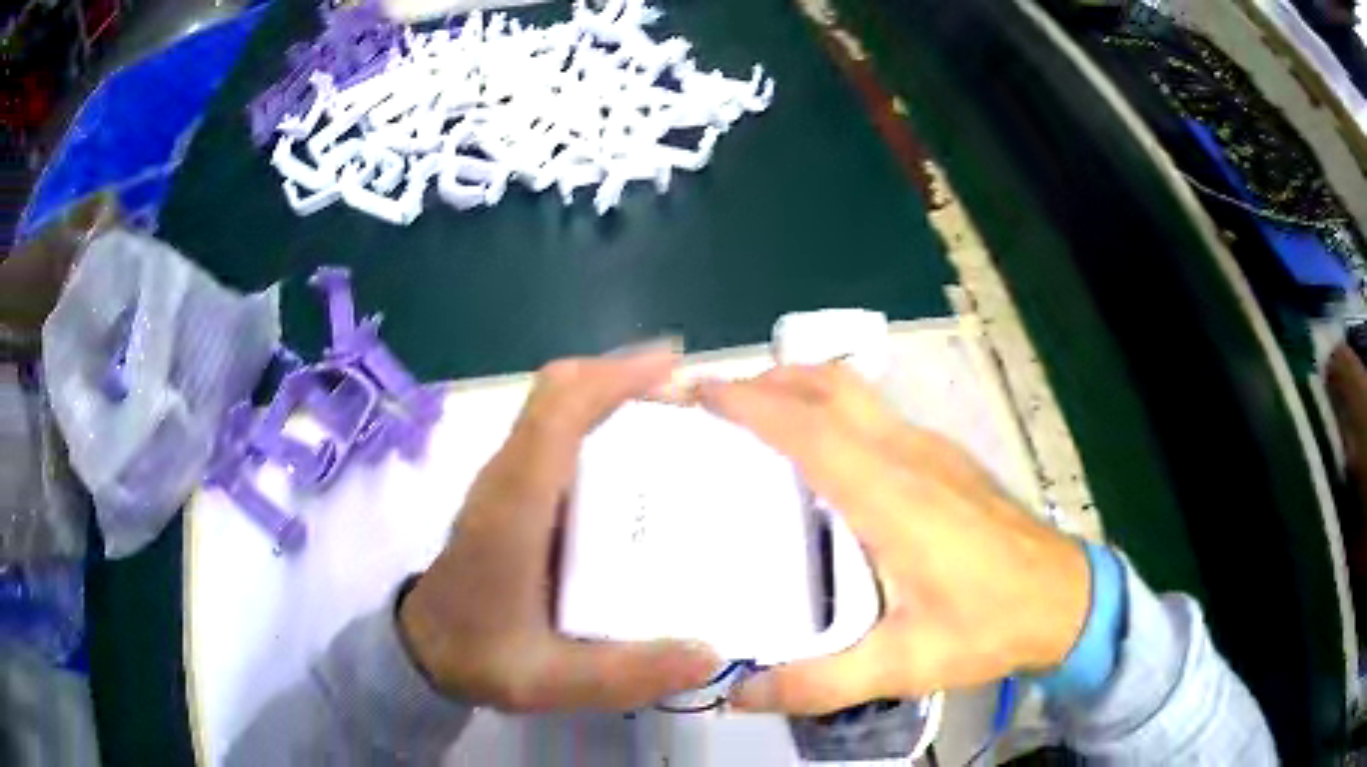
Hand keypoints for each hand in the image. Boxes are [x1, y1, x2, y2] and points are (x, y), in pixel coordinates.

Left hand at [399, 349, 718, 711]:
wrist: (425, 648)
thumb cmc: (479, 655)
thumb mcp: (547, 680)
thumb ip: (623, 674)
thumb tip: (710, 656)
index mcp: (514, 506)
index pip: (557, 413)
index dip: (615, 378)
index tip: (676, 369)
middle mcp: (508, 476)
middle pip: (559, 392)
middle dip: (624, 377)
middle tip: (690, 399)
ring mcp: (508, 479)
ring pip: (557, 406)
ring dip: (613, 395)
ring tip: (679, 421)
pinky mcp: (513, 490)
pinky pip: (557, 432)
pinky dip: (600, 421)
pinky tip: (643, 462)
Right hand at [697, 365, 1089, 714]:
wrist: (1064, 597)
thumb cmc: (987, 625)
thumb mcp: (903, 666)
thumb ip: (818, 683)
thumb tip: (738, 692)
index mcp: (891, 497)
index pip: (809, 430)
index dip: (751, 404)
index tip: (702, 394)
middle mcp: (909, 456)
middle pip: (833, 387)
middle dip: (770, 379)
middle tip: (719, 401)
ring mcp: (933, 451)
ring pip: (857, 394)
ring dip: (802, 388)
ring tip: (757, 417)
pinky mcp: (947, 459)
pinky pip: (877, 415)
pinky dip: (834, 410)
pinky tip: (823, 456)